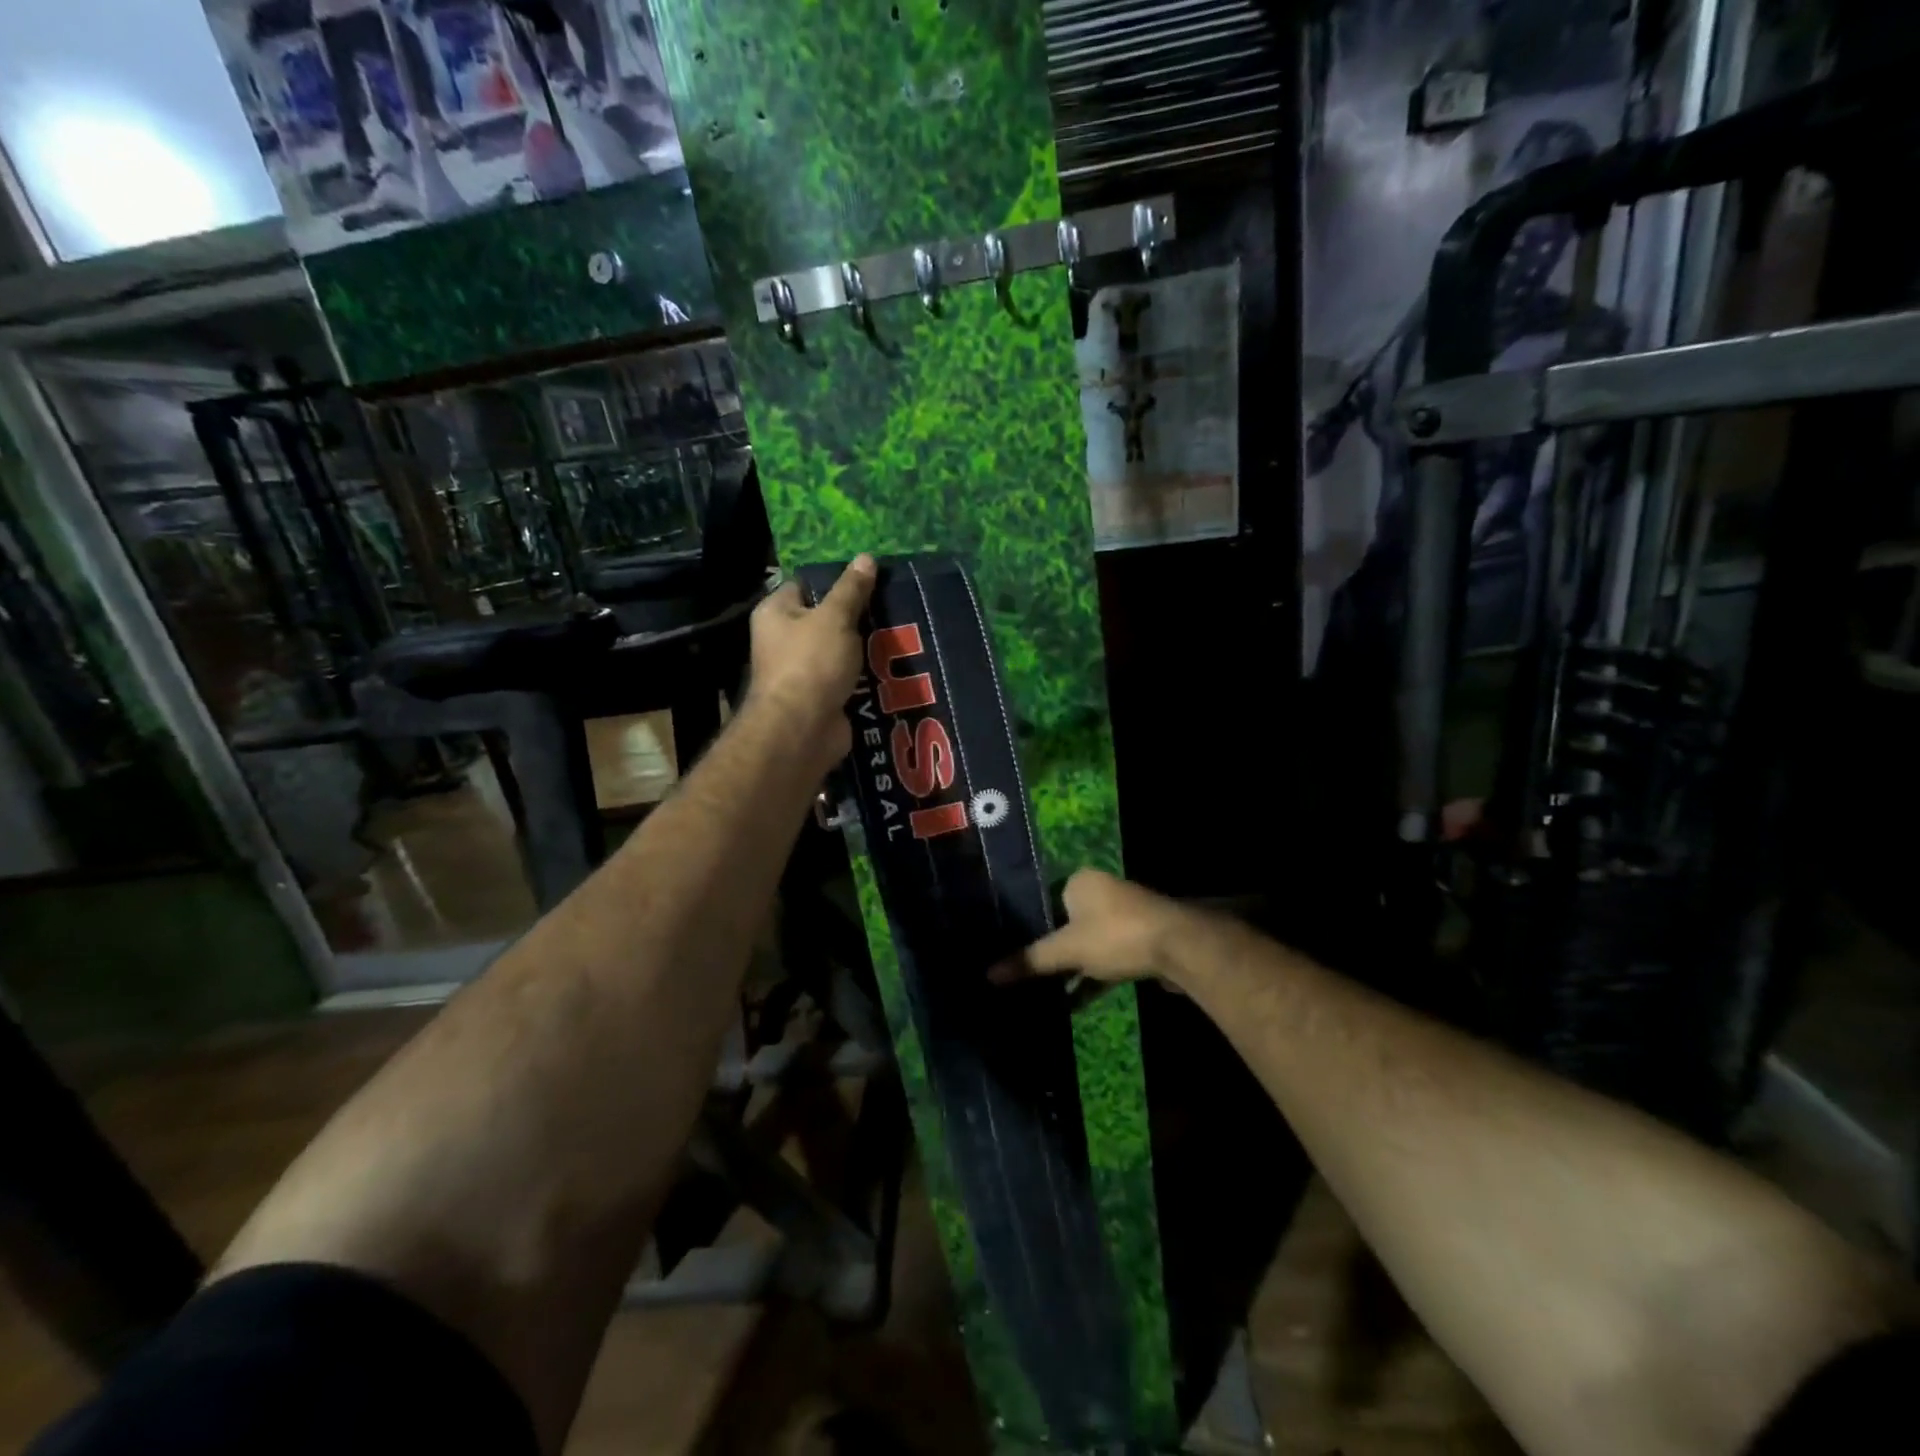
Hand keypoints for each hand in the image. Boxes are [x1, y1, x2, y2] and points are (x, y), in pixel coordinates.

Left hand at [747, 555, 877, 773]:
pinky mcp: (823, 697)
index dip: (836, 580)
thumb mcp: (835, 618)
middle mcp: (784, 640)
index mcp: (776, 613)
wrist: (803, 729)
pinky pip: (849, 679)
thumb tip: (865, 558)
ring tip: (902, 634)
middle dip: (858, 616)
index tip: (870, 578)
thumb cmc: (811, 663)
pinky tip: (896, 667)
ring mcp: (803, 672)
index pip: (805, 584)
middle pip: (826, 619)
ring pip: (841, 651)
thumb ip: (851, 590)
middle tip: (892, 605)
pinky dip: (868, 676)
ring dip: (866, 648)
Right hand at [992, 870, 1183, 985]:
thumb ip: (1030, 961)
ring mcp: (1124, 916)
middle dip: (1050, 951)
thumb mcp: (1068, 950)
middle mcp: (1102, 892)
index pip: (1044, 900)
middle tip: (1025, 974)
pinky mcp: (1140, 941)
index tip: (1012, 951)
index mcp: (1081, 882)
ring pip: (1088, 943)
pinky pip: (1106, 957)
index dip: (1029, 926)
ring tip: (1043, 993)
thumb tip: (988, 975)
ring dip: (1071, 968)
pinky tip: (1072, 1003)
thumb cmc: (1116, 936)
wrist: (1180, 948)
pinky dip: (1091, 978)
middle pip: (1066, 924)